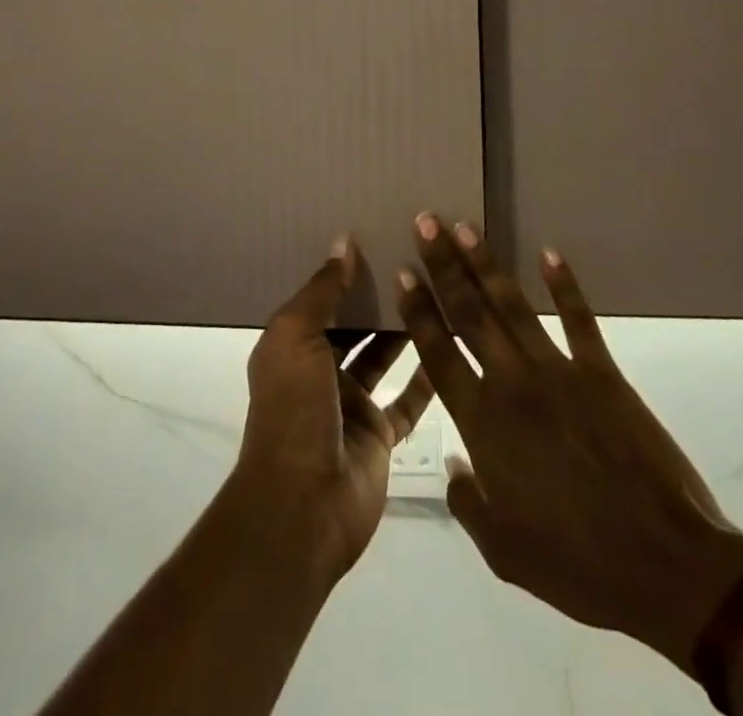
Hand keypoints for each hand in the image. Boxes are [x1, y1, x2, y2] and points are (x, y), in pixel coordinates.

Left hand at [230, 238, 434, 583]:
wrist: (302, 506)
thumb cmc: (293, 409)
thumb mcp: (296, 336)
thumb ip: (323, 290)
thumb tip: (344, 241)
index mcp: (291, 345)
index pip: (321, 298)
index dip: (345, 271)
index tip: (377, 237)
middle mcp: (319, 370)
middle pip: (353, 325)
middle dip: (377, 297)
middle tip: (414, 259)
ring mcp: (350, 403)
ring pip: (382, 357)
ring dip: (403, 330)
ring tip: (436, 291)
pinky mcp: (379, 434)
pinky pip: (407, 400)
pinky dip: (426, 377)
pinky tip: (450, 346)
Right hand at [397, 215, 742, 670]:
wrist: (665, 564)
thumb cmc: (577, 563)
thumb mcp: (504, 551)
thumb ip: (468, 503)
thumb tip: (453, 464)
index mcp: (483, 424)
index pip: (438, 353)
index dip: (418, 310)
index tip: (403, 271)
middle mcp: (513, 384)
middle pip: (469, 313)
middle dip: (443, 264)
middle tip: (426, 221)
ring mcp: (560, 372)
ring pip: (513, 306)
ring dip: (486, 264)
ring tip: (465, 227)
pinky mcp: (603, 374)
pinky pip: (579, 320)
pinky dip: (564, 285)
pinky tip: (549, 254)